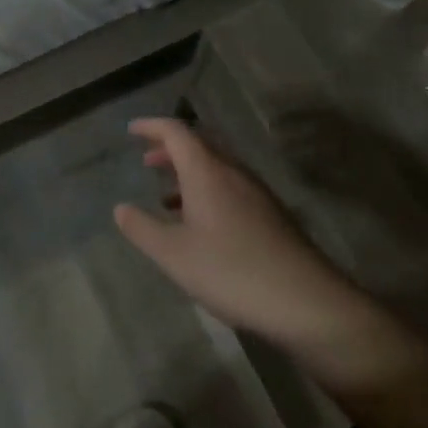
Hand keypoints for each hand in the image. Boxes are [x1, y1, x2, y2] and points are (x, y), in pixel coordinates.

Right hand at [115, 118, 363, 359]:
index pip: (176, 132)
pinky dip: (207, 191)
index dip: (151, 126)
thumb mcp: (174, 255)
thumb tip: (120, 208)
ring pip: (216, 168)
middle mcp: (233, 172)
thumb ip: (143, 228)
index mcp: (207, 171)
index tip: (131, 130)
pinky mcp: (271, 215)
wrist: (306, 302)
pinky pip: (230, 187)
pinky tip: (201, 224)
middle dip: (170, 148)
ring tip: (167, 195)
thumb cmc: (231, 271)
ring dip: (189, 172)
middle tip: (146, 160)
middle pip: (199, 145)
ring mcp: (257, 193)